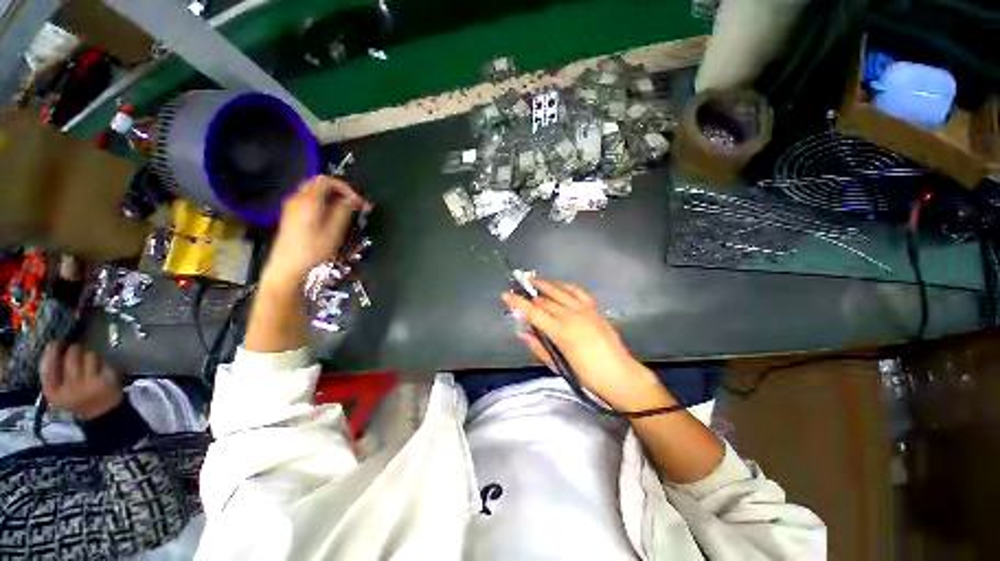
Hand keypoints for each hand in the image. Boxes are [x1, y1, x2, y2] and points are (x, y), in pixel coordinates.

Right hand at [41, 343, 122, 419]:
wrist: (101, 414)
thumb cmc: (76, 399)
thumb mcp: (57, 391)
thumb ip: (51, 372)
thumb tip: (52, 346)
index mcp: (53, 392)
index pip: (48, 365)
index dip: (51, 351)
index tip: (54, 344)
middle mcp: (69, 388)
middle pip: (71, 355)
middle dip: (74, 349)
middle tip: (76, 351)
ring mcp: (88, 384)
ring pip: (88, 355)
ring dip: (89, 355)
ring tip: (89, 365)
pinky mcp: (104, 380)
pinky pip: (102, 361)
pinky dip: (101, 361)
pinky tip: (100, 369)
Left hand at [263, 176, 370, 290]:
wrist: (287, 266)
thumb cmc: (313, 250)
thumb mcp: (334, 231)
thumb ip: (343, 211)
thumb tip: (351, 200)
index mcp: (309, 200)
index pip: (328, 181)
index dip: (347, 188)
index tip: (359, 202)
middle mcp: (298, 198)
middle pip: (319, 182)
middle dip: (339, 190)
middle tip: (354, 203)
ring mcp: (292, 206)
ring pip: (313, 190)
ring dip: (332, 195)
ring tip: (346, 209)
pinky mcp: (291, 214)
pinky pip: (308, 199)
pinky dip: (323, 201)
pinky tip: (331, 215)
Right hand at [503, 278, 671, 410]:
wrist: (620, 375)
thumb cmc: (587, 376)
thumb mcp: (558, 365)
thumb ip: (539, 347)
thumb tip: (522, 334)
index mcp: (561, 331)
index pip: (534, 312)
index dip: (518, 303)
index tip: (506, 295)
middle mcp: (571, 316)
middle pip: (545, 301)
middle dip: (530, 295)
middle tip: (518, 289)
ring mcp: (585, 310)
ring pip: (560, 291)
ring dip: (546, 284)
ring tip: (534, 280)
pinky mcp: (594, 309)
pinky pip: (578, 292)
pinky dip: (566, 286)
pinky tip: (559, 285)